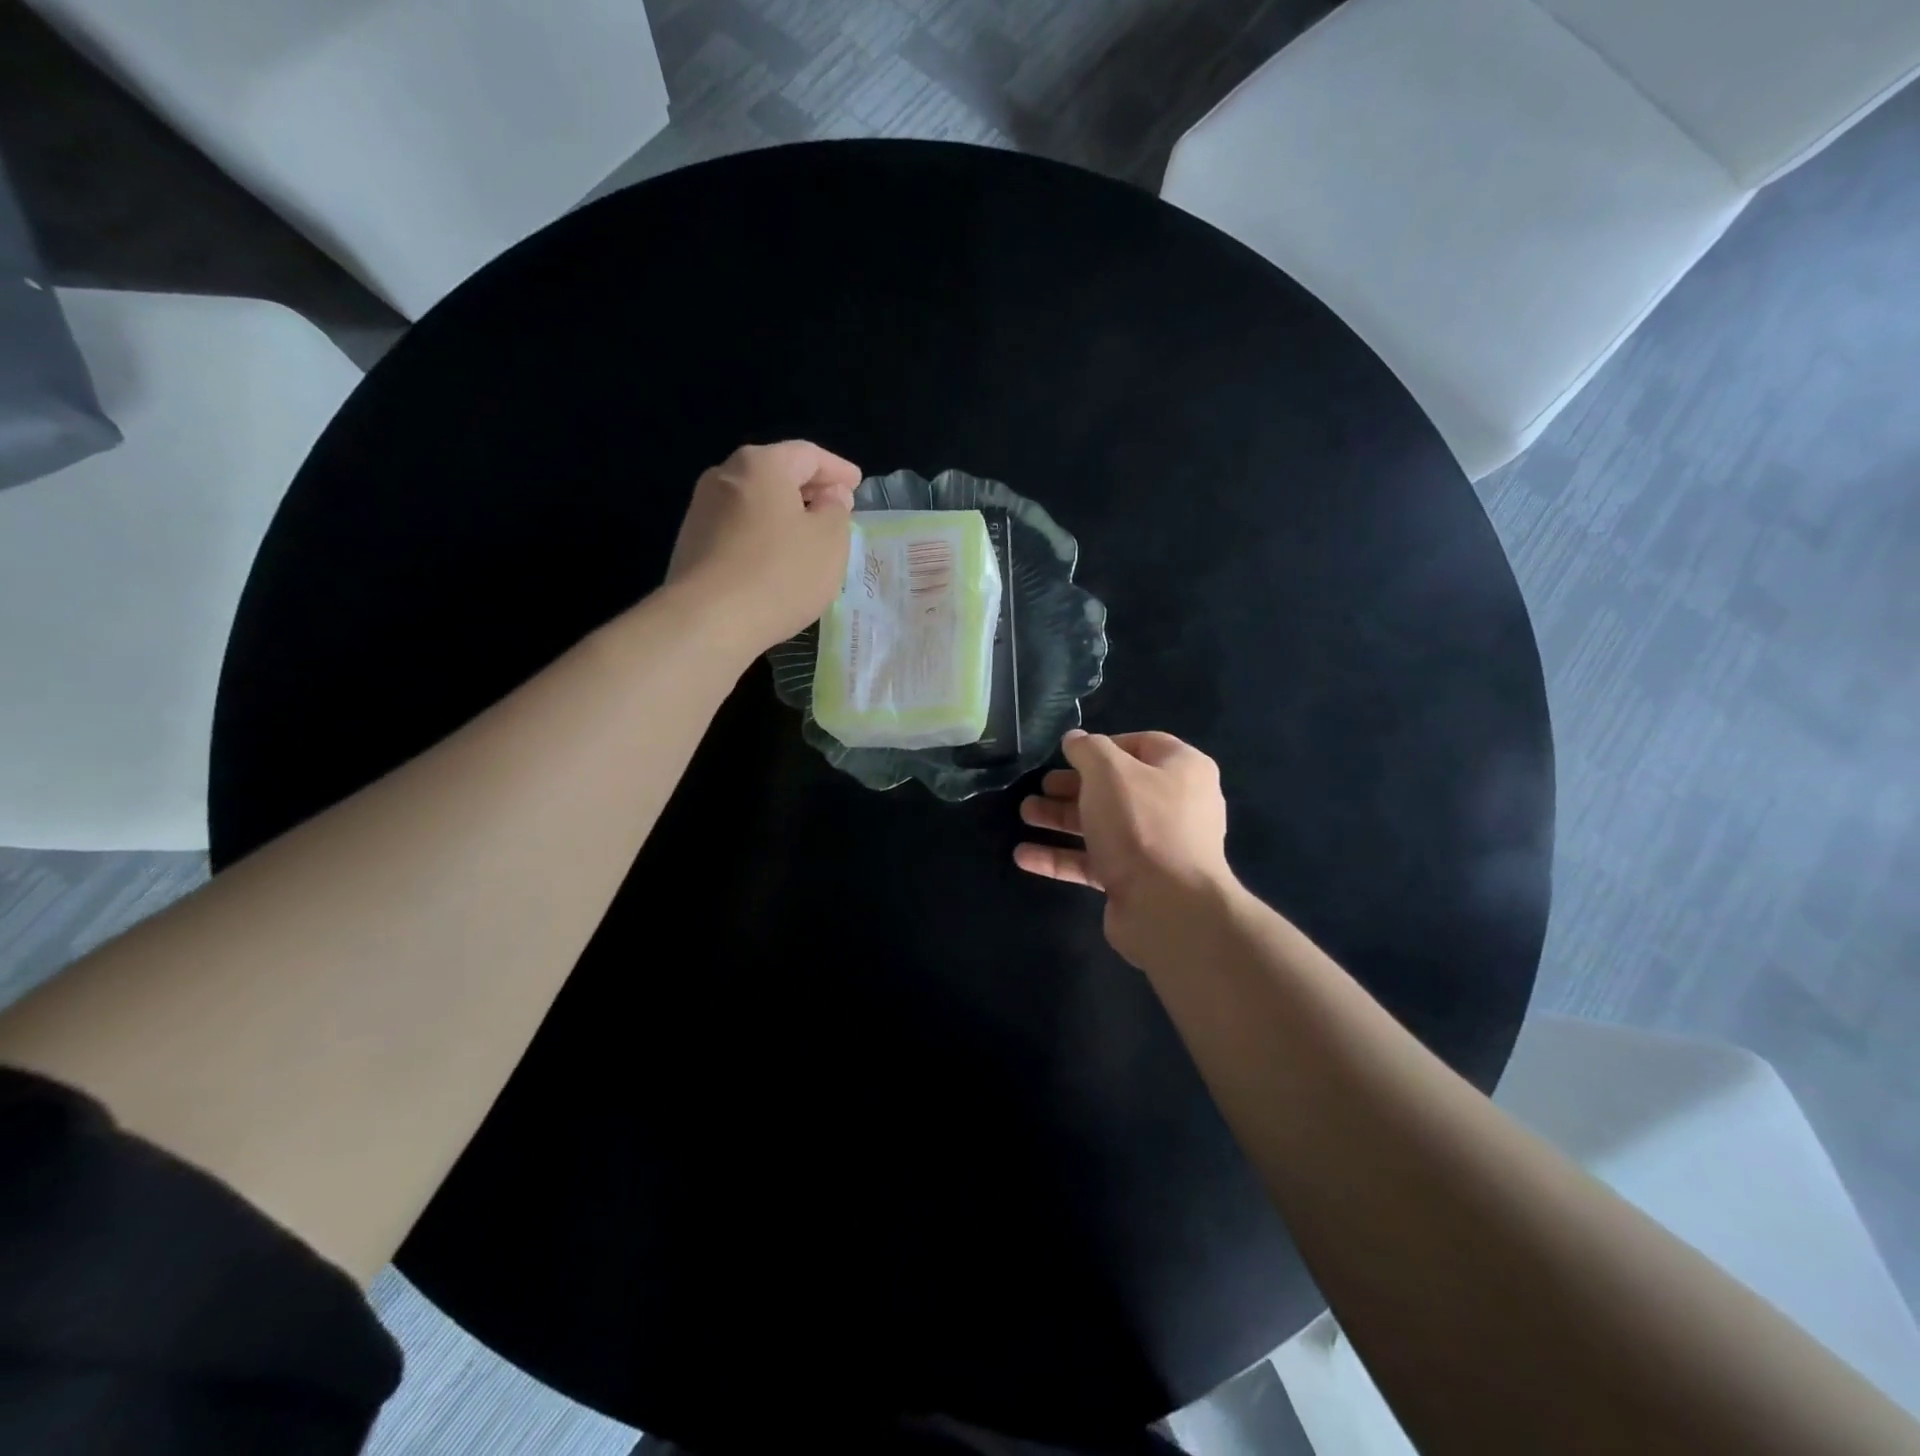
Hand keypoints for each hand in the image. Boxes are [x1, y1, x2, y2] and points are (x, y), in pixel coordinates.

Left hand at [666, 441, 860, 651]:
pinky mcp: (692, 543)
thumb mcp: (829, 541)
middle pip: (776, 474)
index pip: (808, 454)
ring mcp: (702, 510)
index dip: (837, 469)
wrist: (708, 620)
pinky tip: (776, 560)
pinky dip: (763, 535)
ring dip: (784, 514)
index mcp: (761, 464)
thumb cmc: (780, 573)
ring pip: (755, 502)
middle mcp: (725, 475)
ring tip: (808, 537)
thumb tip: (829, 497)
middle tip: (836, 508)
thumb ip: (836, 510)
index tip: (857, 484)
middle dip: (809, 489)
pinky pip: (738, 529)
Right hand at [1017, 730, 1235, 968]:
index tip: (1068, 753)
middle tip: (1039, 786)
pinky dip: (1061, 857)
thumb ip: (1088, 749)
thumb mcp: (1108, 772)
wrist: (1168, 907)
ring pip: (1101, 826)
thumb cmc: (1141, 824)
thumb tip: (1075, 739)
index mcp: (1182, 770)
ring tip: (1025, 814)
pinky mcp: (1135, 882)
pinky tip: (1024, 855)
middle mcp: (1175, 806)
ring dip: (1061, 819)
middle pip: (1116, 788)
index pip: (1142, 745)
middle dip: (1072, 787)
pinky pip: (1094, 862)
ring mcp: (1156, 847)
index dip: (1103, 746)